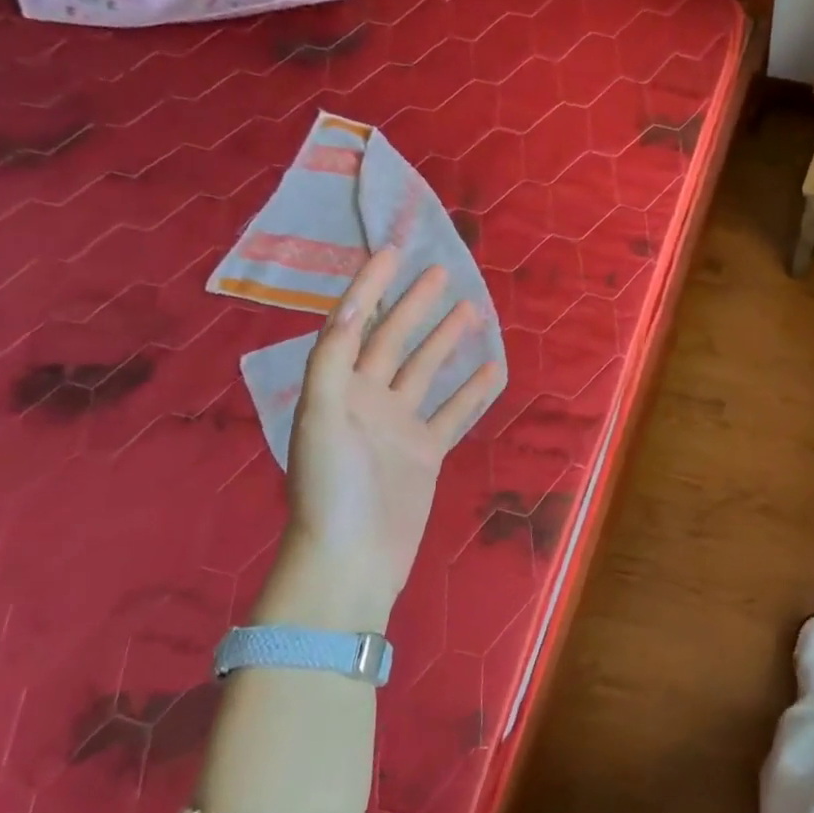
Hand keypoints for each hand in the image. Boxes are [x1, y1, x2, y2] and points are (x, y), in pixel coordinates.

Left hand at [261, 245, 501, 633]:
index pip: (354, 324)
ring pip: (427, 372)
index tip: (393, 252)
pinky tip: (492, 369)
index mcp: (336, 388)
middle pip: (395, 341)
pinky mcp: (424, 452)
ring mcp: (398, 426)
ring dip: (446, 341)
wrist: (351, 560)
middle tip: (443, 272)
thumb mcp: (322, 417)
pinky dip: (472, 391)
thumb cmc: (330, 487)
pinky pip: (452, 413)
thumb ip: (334, 360)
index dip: (371, 286)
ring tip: (471, 310)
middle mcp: (366, 400)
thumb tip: (356, 306)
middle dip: (416, 305)